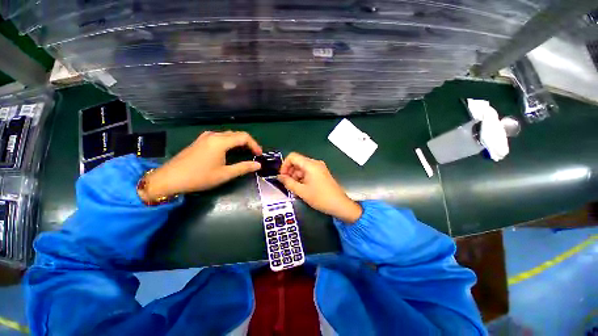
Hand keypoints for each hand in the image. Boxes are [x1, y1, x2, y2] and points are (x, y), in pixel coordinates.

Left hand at [139, 131, 261, 201]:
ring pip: (228, 135)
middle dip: (248, 143)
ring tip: (245, 153)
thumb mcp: (224, 174)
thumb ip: (243, 168)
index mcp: (220, 141)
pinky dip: (230, 142)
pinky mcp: (200, 141)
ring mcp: (205, 137)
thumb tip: (258, 165)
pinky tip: (230, 151)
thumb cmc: (199, 177)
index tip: (259, 155)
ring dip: (239, 142)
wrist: (169, 178)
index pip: (244, 137)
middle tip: (254, 154)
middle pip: (237, 134)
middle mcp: (214, 135)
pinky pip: (220, 137)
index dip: (254, 145)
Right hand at [277, 152, 361, 223]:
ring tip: (295, 188)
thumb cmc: (320, 198)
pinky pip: (309, 172)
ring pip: (302, 168)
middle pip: (298, 162)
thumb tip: (279, 177)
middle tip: (288, 184)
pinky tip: (302, 188)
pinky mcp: (322, 173)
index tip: (282, 177)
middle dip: (290, 172)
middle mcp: (315, 163)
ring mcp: (319, 168)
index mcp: (310, 165)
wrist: (339, 204)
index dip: (284, 165)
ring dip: (296, 176)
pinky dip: (303, 178)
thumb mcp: (301, 191)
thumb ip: (288, 182)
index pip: (292, 157)